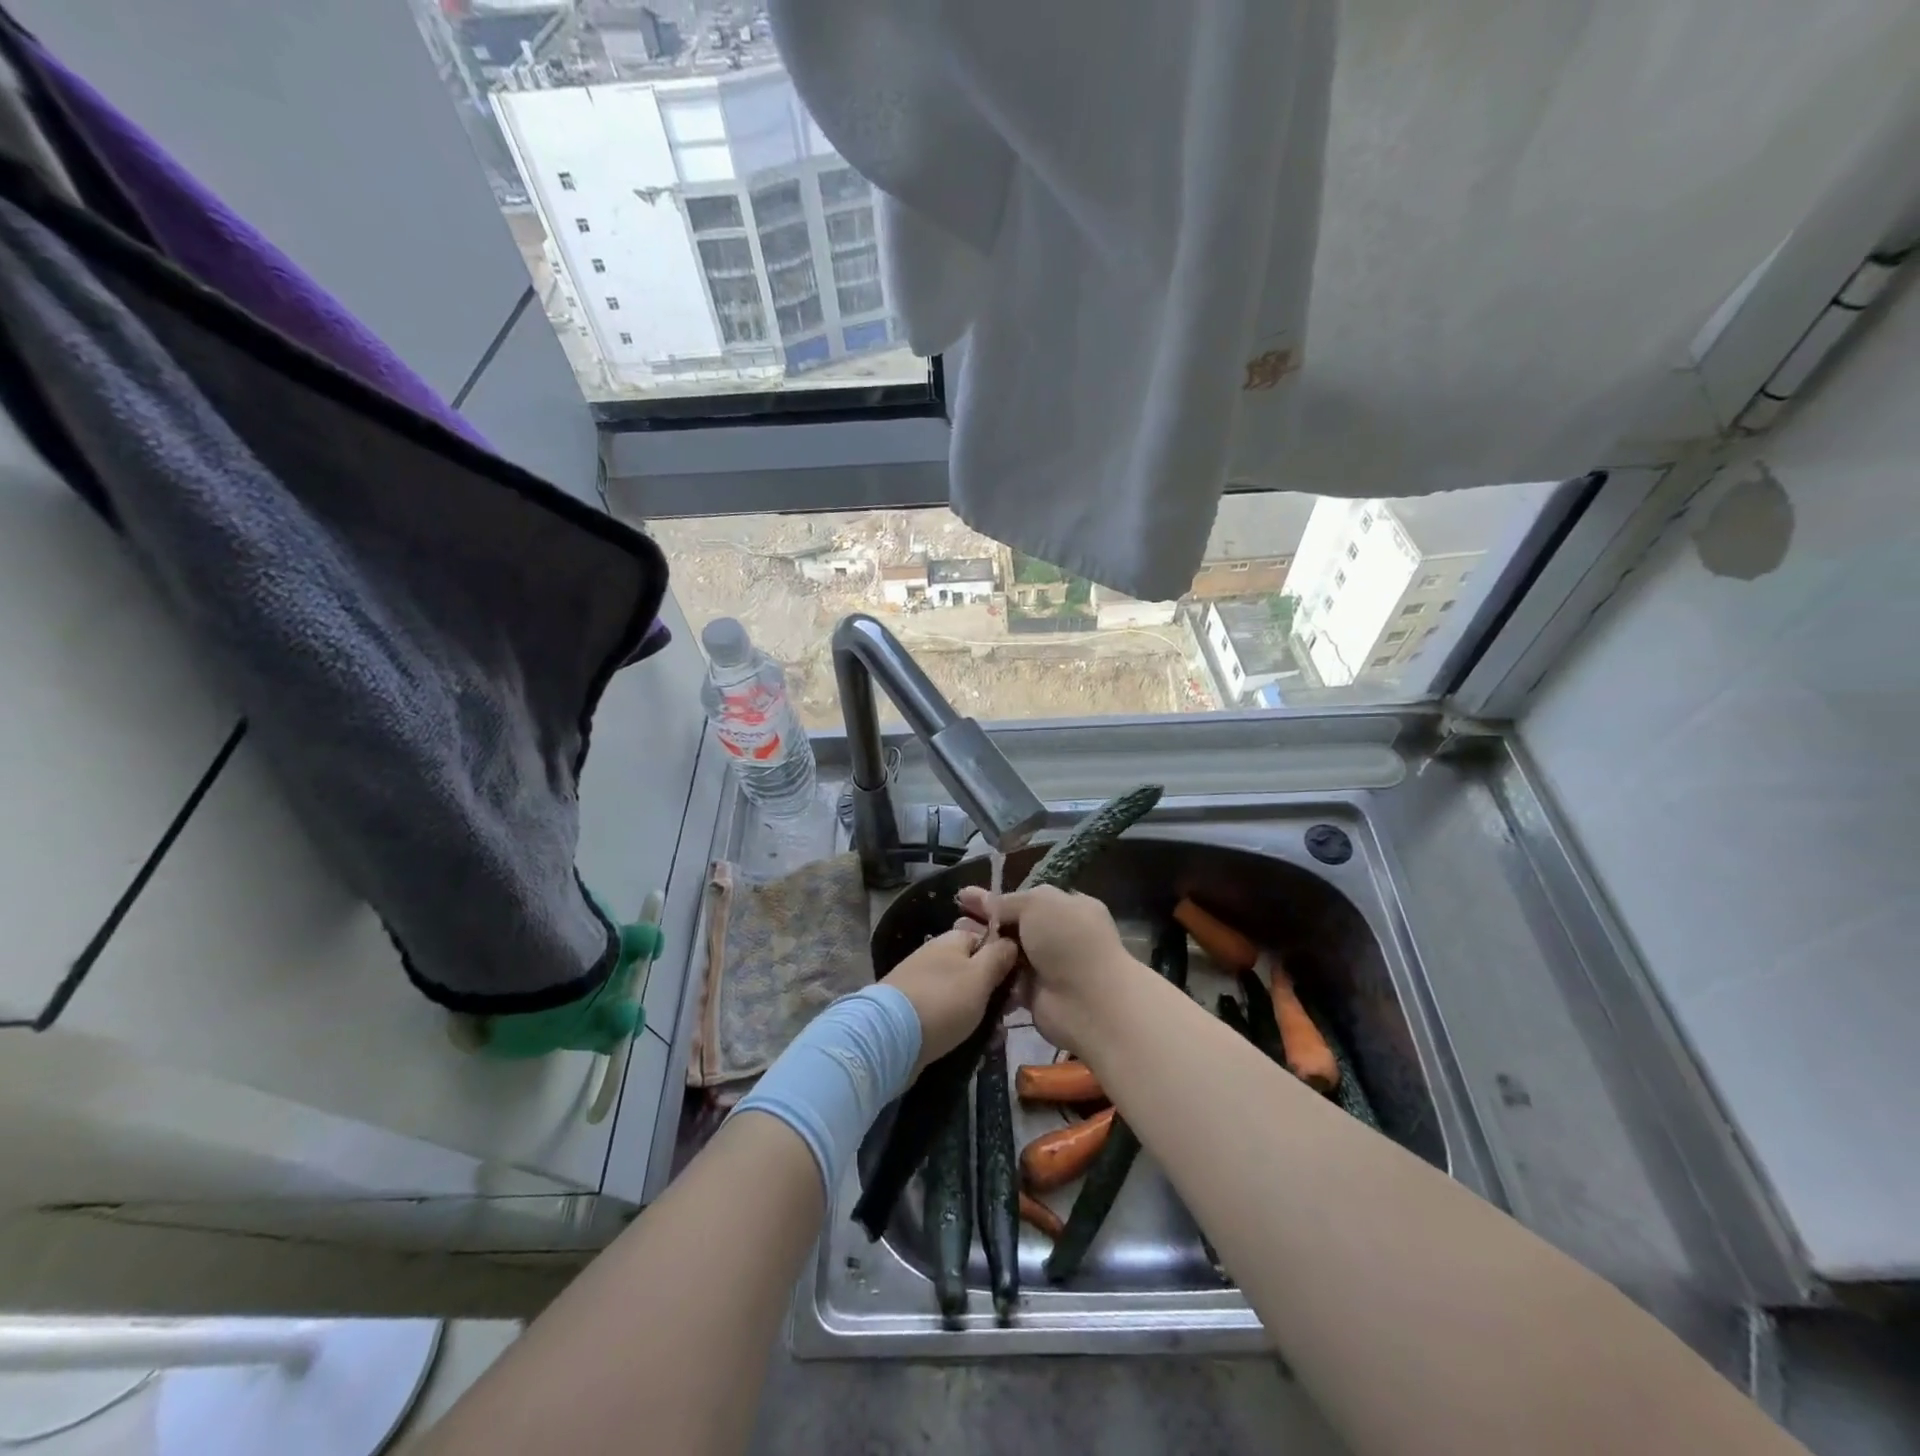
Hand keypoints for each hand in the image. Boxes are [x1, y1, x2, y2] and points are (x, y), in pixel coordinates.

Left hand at [881, 926, 1019, 1073]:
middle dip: (994, 994)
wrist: (889, 1037)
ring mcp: (922, 985)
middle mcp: (935, 957)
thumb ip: (999, 957)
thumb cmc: (943, 1000)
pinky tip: (975, 1048)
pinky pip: (945, 1017)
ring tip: (994, 1040)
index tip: (1020, 982)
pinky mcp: (913, 1012)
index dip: (1005, 958)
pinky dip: (960, 1029)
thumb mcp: (980, 976)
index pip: (985, 939)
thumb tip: (1011, 941)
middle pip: (974, 970)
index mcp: (951, 941)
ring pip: (962, 997)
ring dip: (981, 1016)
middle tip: (1007, 1017)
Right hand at [954, 885, 1139, 1055]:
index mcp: (1067, 906)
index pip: (1027, 898)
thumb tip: (985, 901)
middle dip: (986, 922)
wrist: (1089, 1002)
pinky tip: (965, 966)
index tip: (965, 897)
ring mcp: (1047, 965)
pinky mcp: (1034, 993)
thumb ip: (1008, 902)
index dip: (997, 898)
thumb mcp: (1037, 903)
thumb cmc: (1068, 941)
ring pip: (1008, 951)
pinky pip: (1007, 978)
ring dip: (985, 948)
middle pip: (1015, 924)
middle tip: (956, 920)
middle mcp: (1058, 934)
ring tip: (955, 941)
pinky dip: (990, 974)